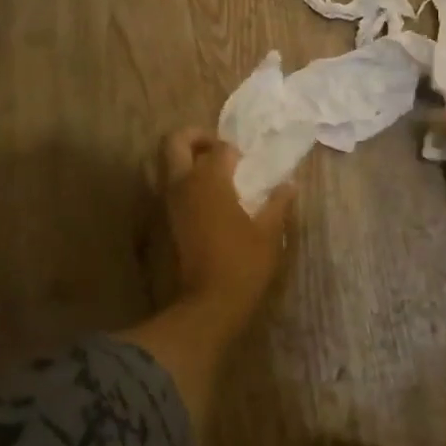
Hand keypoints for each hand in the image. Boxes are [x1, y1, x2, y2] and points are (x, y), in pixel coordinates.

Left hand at [158, 129, 293, 322]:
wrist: (204, 308)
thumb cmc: (242, 265)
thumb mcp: (269, 233)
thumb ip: (278, 203)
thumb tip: (288, 185)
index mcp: (209, 179)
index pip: (220, 148)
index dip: (235, 152)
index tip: (247, 164)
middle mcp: (181, 184)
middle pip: (175, 142)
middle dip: (194, 138)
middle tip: (215, 150)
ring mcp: (163, 205)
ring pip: (161, 167)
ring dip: (181, 163)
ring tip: (206, 177)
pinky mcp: (156, 226)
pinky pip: (161, 193)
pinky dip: (176, 189)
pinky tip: (198, 205)